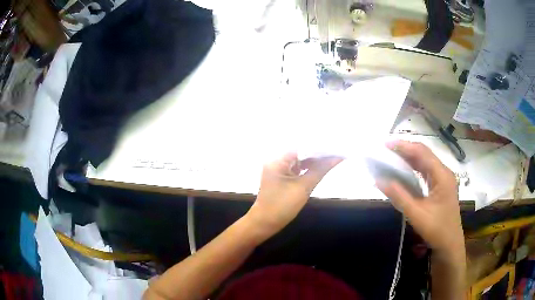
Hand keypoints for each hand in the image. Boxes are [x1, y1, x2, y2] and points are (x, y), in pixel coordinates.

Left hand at [246, 153, 342, 238]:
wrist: (264, 223)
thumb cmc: (281, 206)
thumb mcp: (304, 187)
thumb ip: (320, 170)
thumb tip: (337, 157)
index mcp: (277, 159)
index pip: (301, 145)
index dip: (318, 145)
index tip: (334, 144)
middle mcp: (276, 159)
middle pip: (300, 151)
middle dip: (317, 152)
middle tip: (336, 150)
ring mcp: (277, 168)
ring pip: (299, 159)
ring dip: (313, 160)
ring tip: (332, 156)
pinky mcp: (281, 176)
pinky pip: (296, 168)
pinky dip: (307, 168)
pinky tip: (320, 167)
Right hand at [376, 141, 464, 258]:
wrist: (450, 244)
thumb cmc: (437, 230)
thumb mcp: (416, 214)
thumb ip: (399, 196)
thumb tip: (379, 180)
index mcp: (442, 175)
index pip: (422, 152)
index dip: (404, 146)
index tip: (385, 144)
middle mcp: (444, 172)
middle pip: (424, 154)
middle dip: (405, 150)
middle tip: (385, 150)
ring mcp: (443, 179)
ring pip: (425, 162)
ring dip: (409, 158)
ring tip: (391, 158)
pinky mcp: (440, 186)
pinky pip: (426, 171)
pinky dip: (414, 168)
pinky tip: (404, 171)